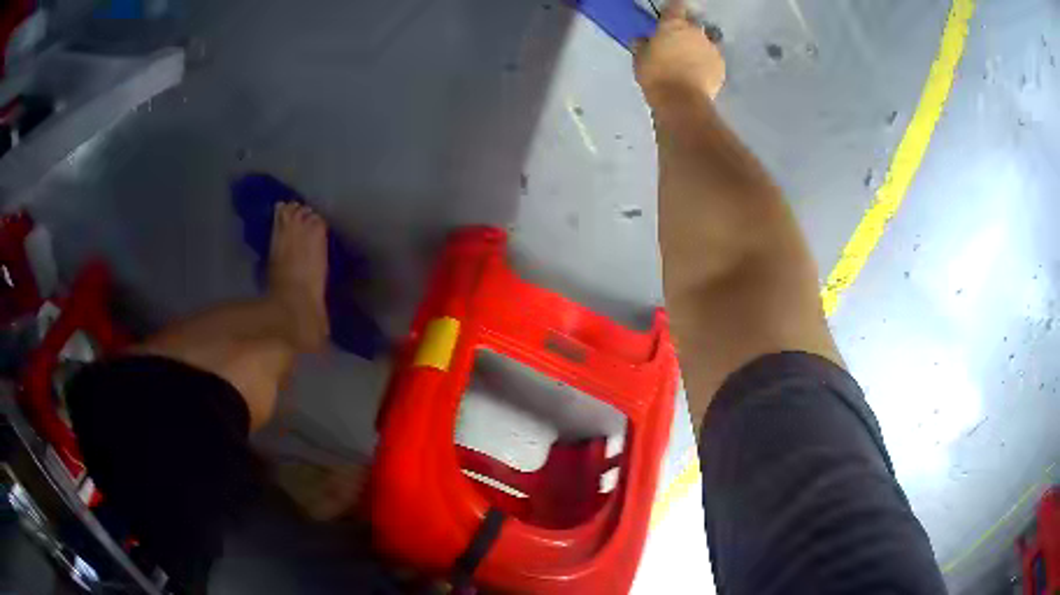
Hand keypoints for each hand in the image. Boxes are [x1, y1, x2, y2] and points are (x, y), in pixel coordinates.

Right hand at [634, 0, 725, 114]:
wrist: (682, 101)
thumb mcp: (640, 59)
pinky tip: (700, 72)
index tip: (669, 16)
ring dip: (699, 46)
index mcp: (673, 25)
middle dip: (687, 29)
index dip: (673, 9)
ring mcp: (711, 48)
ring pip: (706, 41)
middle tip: (678, 41)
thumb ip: (642, 45)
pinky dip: (707, 62)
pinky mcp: (721, 65)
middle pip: (693, 24)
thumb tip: (641, 40)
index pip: (676, 6)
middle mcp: (695, 31)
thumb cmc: (656, 75)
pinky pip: (713, 58)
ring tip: (691, 59)